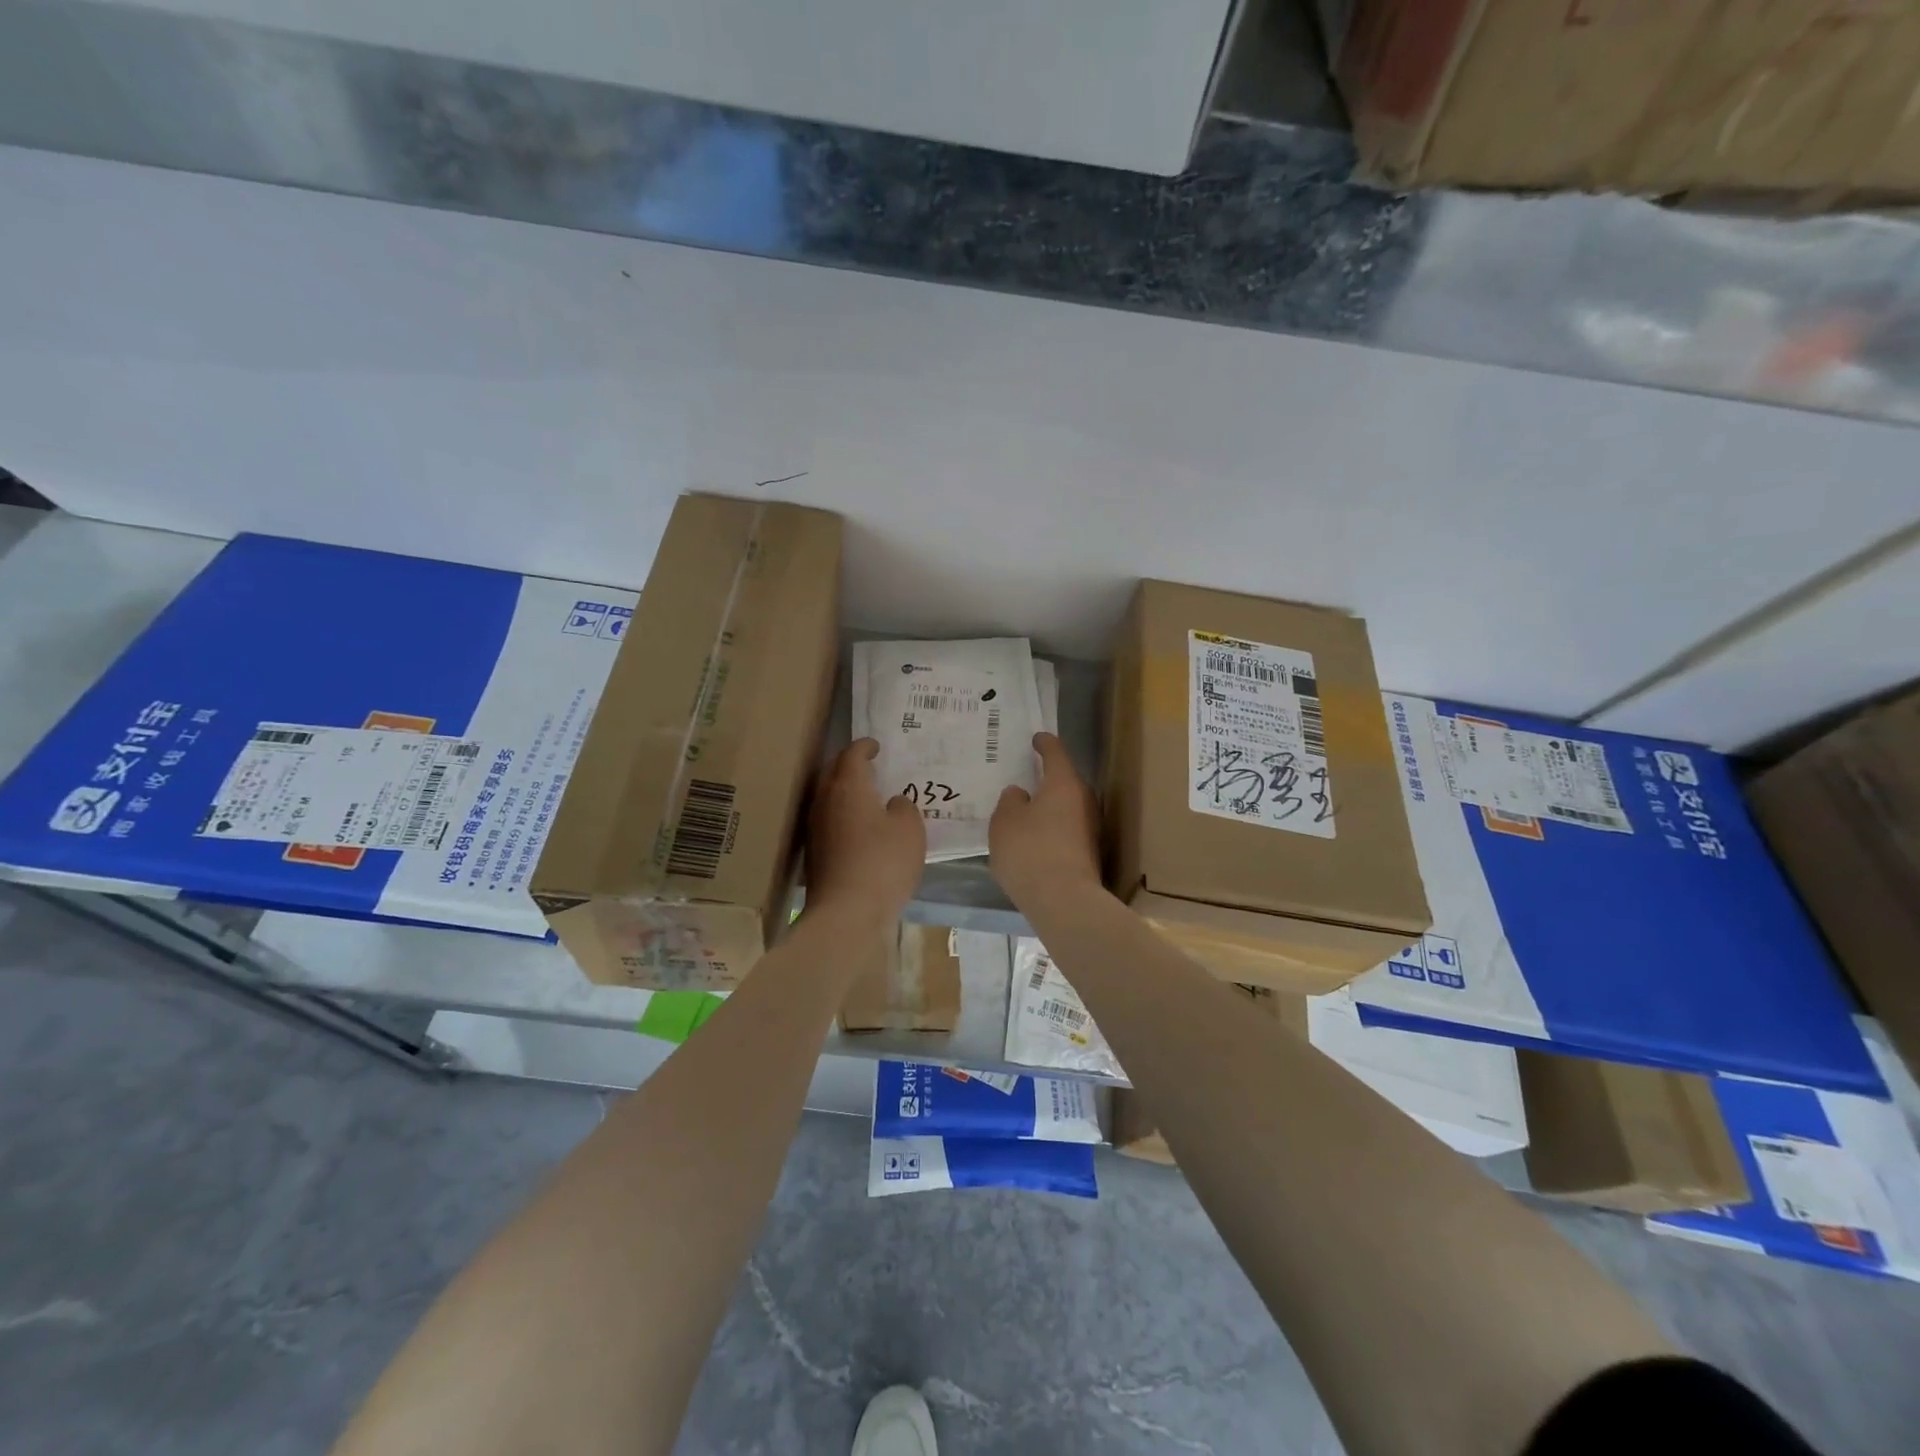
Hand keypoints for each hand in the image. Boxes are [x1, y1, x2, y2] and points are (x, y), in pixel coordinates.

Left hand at [805, 738, 924, 932]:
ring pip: (829, 798)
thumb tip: (893, 803)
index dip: (865, 746)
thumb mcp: (910, 829)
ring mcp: (815, 828)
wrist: (846, 913)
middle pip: (833, 772)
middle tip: (871, 767)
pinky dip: (844, 817)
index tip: (875, 745)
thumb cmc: (883, 862)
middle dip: (850, 766)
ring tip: (868, 797)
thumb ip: (904, 807)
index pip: (852, 754)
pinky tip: (860, 829)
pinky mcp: (814, 853)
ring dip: (846, 793)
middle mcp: (824, 800)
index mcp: (848, 786)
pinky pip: (830, 822)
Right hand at [989, 733, 1102, 911]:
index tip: (1036, 738)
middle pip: (1065, 781)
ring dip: (1049, 807)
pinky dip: (1052, 829)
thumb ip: (1010, 802)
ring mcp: (1091, 828)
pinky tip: (1035, 839)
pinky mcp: (1089, 853)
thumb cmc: (1030, 851)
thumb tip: (1020, 794)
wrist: (1064, 901)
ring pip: (1067, 807)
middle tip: (1025, 777)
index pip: (1055, 753)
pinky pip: (1067, 830)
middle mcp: (1084, 800)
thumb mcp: (1005, 822)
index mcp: (1064, 783)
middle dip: (1047, 779)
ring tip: (1026, 811)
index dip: (1044, 744)